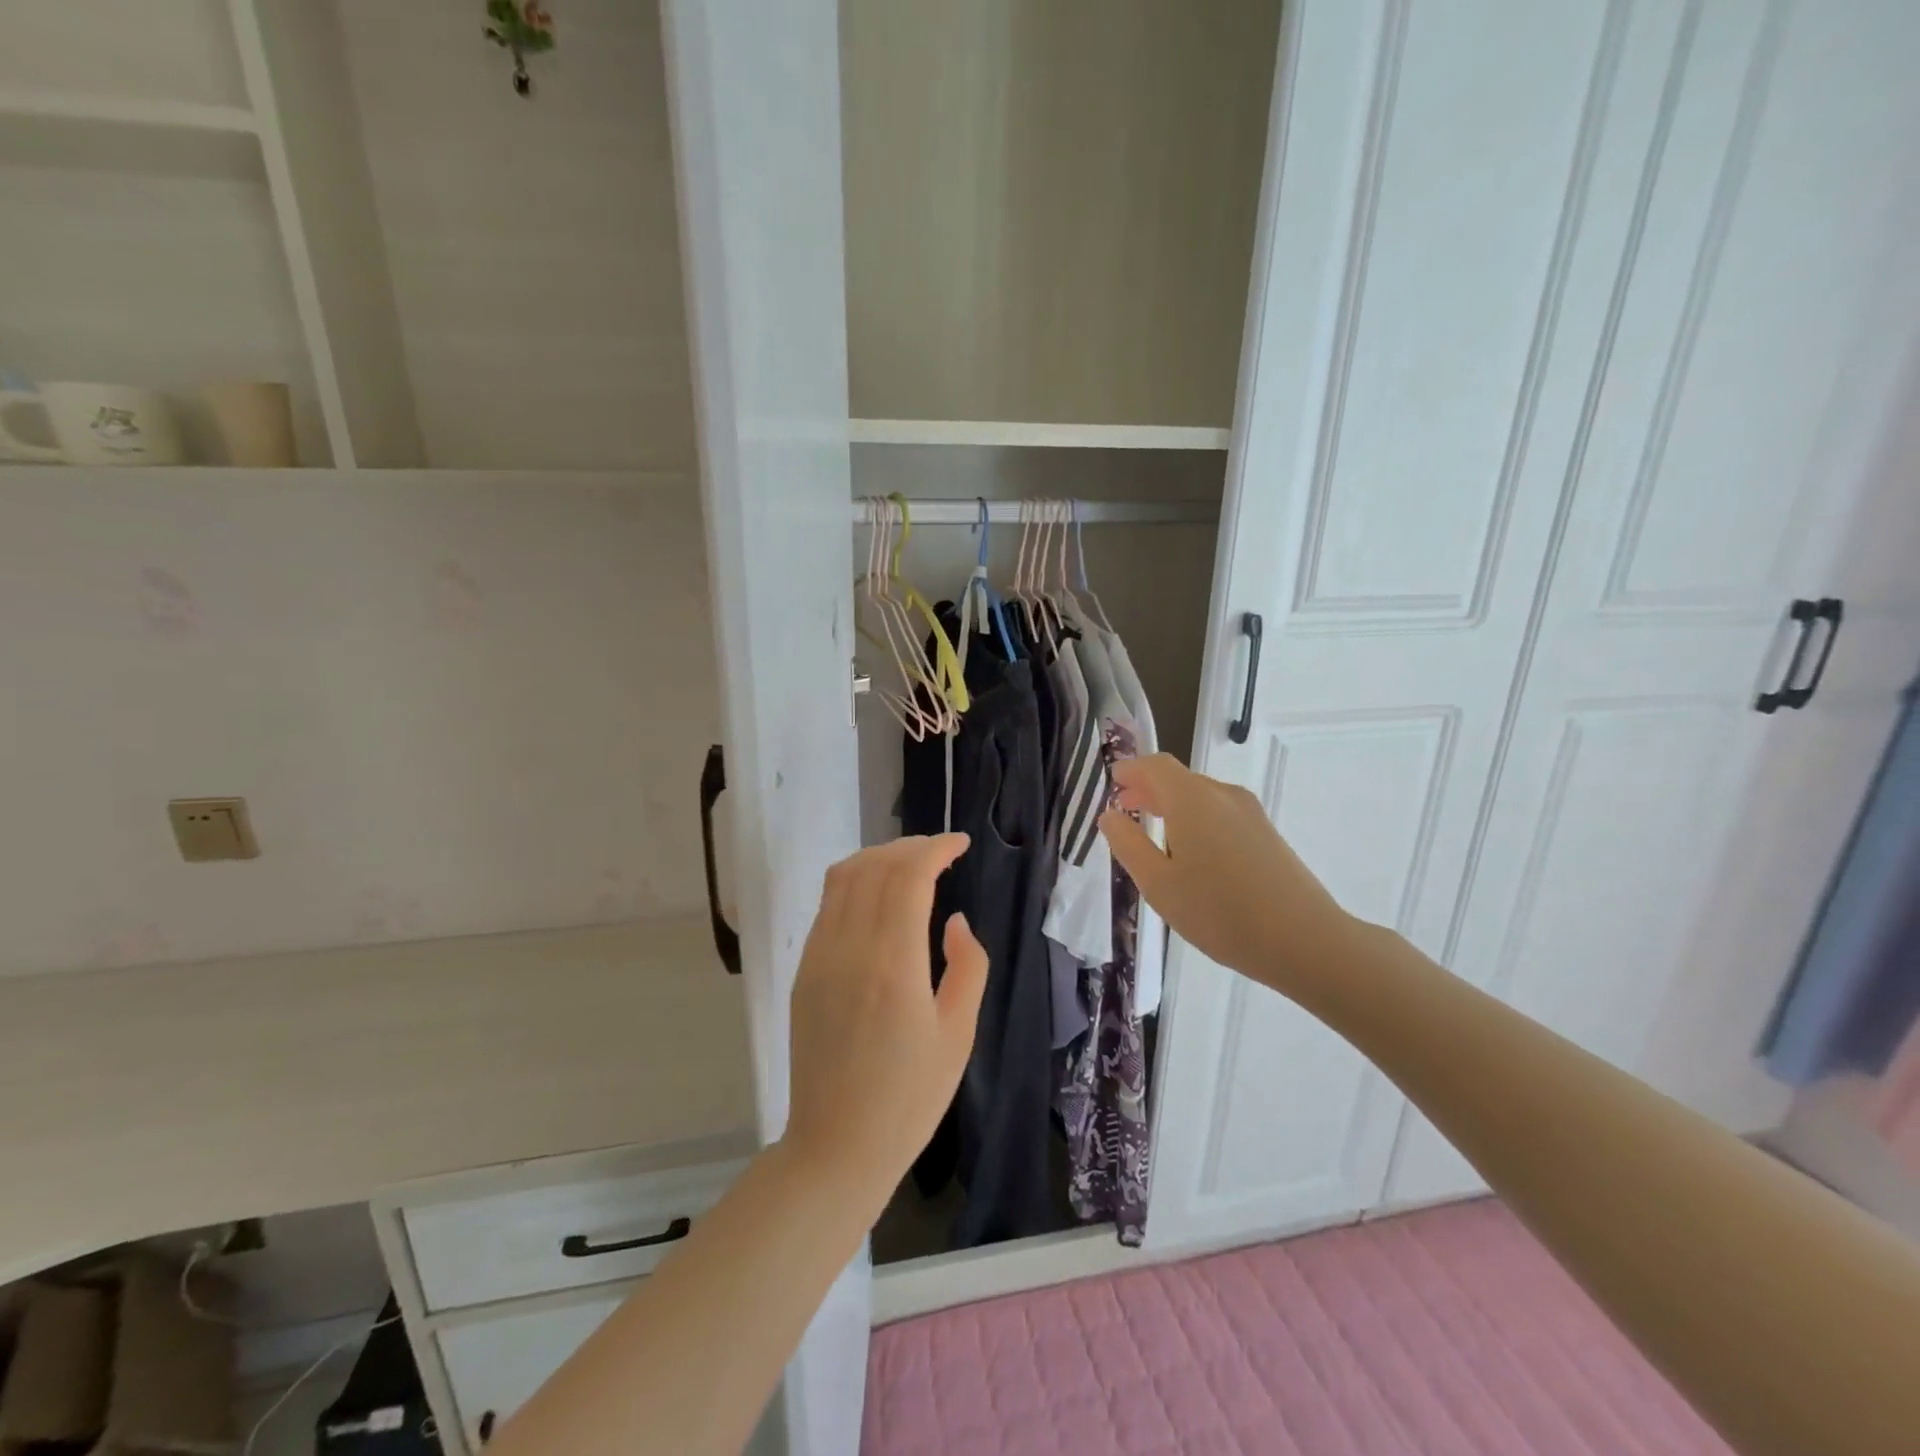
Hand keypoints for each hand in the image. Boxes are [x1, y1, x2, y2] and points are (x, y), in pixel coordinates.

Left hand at [782, 835, 988, 1209]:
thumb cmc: (910, 1098)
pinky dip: (855, 882)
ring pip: (843, 878)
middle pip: (874, 867)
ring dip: (879, 857)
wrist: (837, 1146)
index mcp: (893, 965)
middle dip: (910, 846)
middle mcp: (849, 949)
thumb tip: (955, 921)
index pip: (908, 877)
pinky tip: (878, 896)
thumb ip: (968, 967)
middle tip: (941, 852)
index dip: (935, 849)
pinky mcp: (804, 970)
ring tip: (910, 863)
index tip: (960, 844)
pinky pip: (828, 906)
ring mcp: (819, 957)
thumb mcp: (958, 1035)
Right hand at [1099, 754, 1354, 995]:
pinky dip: (1195, 819)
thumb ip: (1128, 844)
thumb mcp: (1158, 884)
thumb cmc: (1220, 912)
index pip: (1155, 765)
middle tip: (1125, 810)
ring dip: (1172, 805)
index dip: (1130, 770)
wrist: (1305, 941)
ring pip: (1200, 796)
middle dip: (1148, 788)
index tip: (1112, 784)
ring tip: (1154, 834)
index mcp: (1191, 799)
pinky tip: (1191, 854)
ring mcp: (1250, 813)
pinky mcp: (1266, 833)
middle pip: (1178, 778)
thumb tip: (1110, 815)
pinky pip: (1220, 813)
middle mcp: (1222, 795)